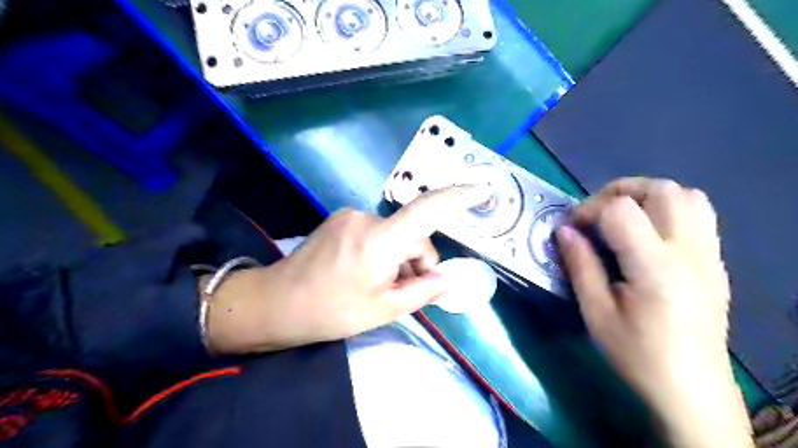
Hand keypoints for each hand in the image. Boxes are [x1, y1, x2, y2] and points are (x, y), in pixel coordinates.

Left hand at [203, 184, 492, 355]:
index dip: (457, 197)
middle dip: (415, 262)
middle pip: (411, 234)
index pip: (426, 210)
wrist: (276, 303)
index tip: (481, 189)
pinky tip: (363, 272)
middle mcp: (366, 218)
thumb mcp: (384, 309)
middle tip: (400, 291)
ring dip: (397, 258)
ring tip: (377, 285)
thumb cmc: (331, 311)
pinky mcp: (340, 220)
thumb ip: (423, 291)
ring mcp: (350, 216)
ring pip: (394, 234)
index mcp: (379, 240)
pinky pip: (376, 232)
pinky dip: (382, 250)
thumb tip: (448, 279)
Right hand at [556, 177, 752, 447]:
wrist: (690, 390)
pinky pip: (699, 216)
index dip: (589, 209)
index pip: (622, 209)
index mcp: (655, 266)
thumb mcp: (596, 313)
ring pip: (687, 196)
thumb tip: (564, 231)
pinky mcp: (715, 263)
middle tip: (595, 214)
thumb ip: (580, 265)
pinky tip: (647, 235)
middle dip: (619, 191)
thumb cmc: (636, 354)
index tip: (571, 229)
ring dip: (648, 196)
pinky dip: (668, 210)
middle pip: (662, 189)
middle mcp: (689, 251)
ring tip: (622, 217)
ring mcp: (709, 255)